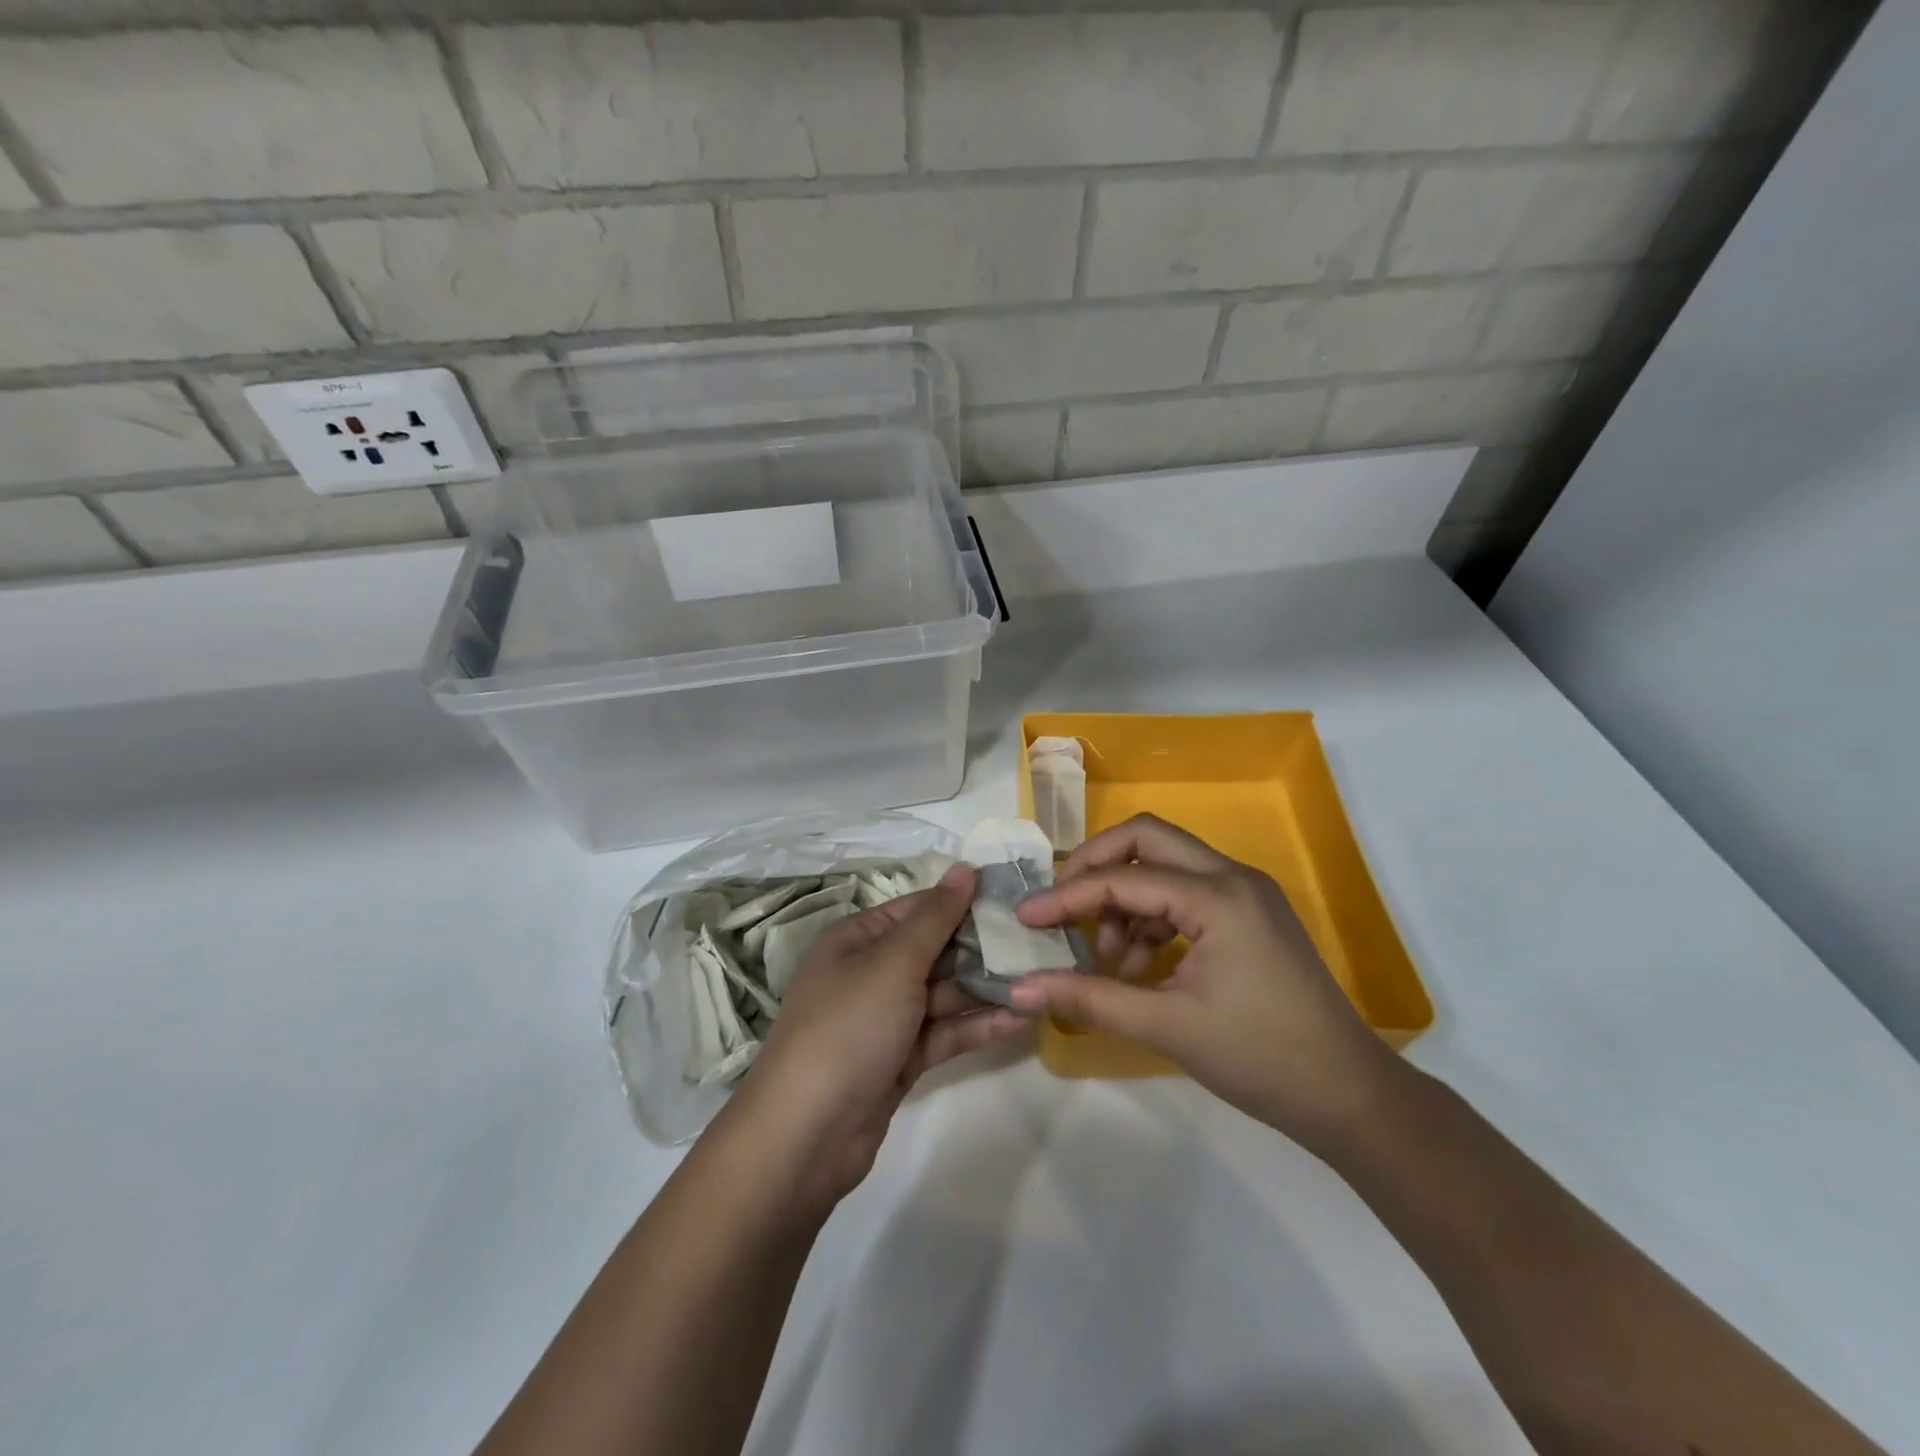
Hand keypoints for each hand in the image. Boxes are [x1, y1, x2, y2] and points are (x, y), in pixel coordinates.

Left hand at [730, 864, 1025, 1205]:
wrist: (806, 1135)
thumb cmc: (848, 1027)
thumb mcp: (893, 963)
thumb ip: (936, 918)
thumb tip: (965, 868)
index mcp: (857, 938)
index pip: (919, 909)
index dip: (964, 902)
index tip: (1016, 900)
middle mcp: (870, 971)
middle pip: (934, 950)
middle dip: (981, 949)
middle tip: (1040, 943)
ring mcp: (885, 1018)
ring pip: (943, 993)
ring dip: (986, 989)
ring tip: (1040, 979)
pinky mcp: (900, 1059)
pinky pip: (943, 1032)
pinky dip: (976, 1025)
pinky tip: (1020, 1018)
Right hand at [1011, 815, 1401, 1152]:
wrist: (1349, 1097)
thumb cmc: (1261, 1059)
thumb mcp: (1167, 1025)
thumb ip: (1089, 998)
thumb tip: (1019, 990)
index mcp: (1218, 896)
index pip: (1124, 880)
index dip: (1067, 896)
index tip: (1026, 918)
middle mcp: (1233, 877)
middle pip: (1146, 839)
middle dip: (1096, 866)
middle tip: (1062, 906)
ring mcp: (1245, 893)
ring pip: (1166, 866)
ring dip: (1127, 899)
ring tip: (1111, 959)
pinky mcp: (1249, 915)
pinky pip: (1185, 893)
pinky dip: (1153, 918)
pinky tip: (1141, 966)